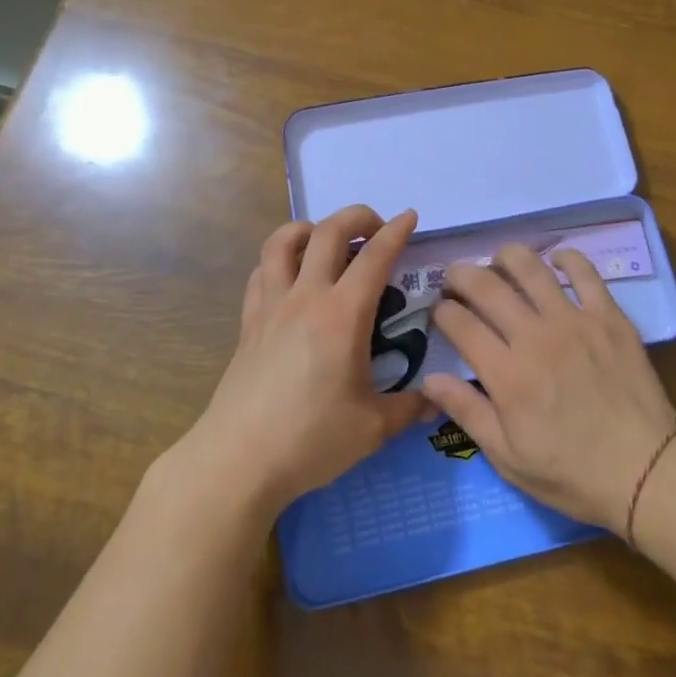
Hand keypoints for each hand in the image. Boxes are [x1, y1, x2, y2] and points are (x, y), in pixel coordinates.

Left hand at [175, 205, 431, 514]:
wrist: (239, 460)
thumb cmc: (310, 440)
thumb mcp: (372, 429)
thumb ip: (409, 408)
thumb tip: (436, 400)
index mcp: (343, 316)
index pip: (375, 257)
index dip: (396, 232)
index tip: (410, 217)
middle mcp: (306, 297)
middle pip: (328, 231)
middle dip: (357, 216)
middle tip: (376, 227)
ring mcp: (271, 306)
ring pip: (282, 241)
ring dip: (310, 228)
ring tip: (328, 241)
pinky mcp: (248, 322)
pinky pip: (261, 272)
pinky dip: (280, 260)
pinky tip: (292, 277)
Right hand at [419, 245, 675, 532]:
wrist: (646, 471)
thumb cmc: (572, 473)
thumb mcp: (508, 458)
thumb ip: (467, 412)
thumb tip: (428, 379)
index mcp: (507, 374)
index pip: (460, 324)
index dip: (442, 311)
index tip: (439, 311)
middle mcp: (535, 337)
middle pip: (487, 286)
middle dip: (461, 275)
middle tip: (456, 278)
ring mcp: (575, 321)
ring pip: (531, 268)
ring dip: (506, 257)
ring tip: (498, 261)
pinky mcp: (609, 317)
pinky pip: (585, 272)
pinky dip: (567, 258)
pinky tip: (556, 260)